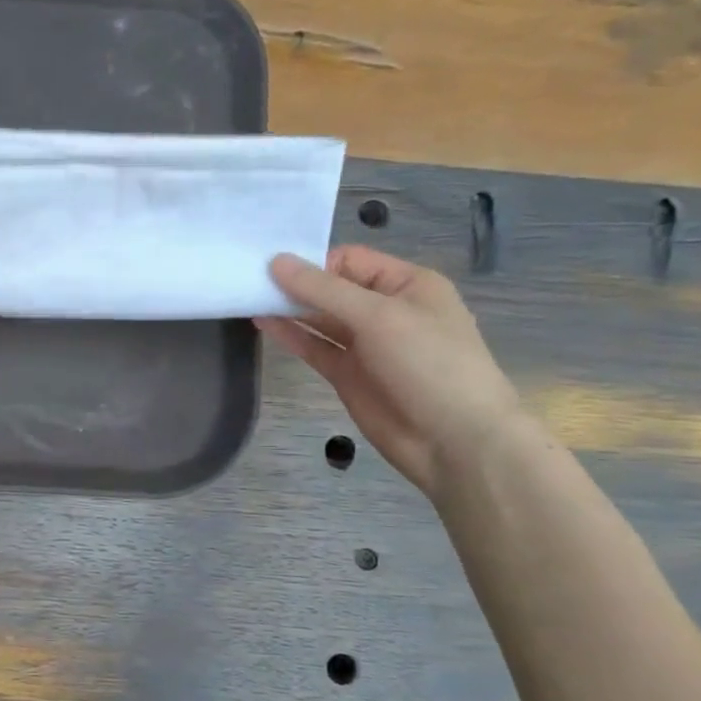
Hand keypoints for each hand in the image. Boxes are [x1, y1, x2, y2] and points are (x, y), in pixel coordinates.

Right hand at [257, 246, 524, 495]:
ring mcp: (366, 345)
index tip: (272, 267)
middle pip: (332, 288)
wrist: (453, 440)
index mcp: (407, 285)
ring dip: (288, 308)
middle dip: (295, 284)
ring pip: (320, 318)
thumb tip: (276, 262)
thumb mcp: (378, 316)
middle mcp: (386, 310)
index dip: (313, 262)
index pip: (351, 260)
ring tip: (247, 298)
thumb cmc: (428, 364)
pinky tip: (262, 323)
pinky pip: (315, 347)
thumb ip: (323, 290)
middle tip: (249, 279)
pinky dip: (291, 335)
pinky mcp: (348, 374)